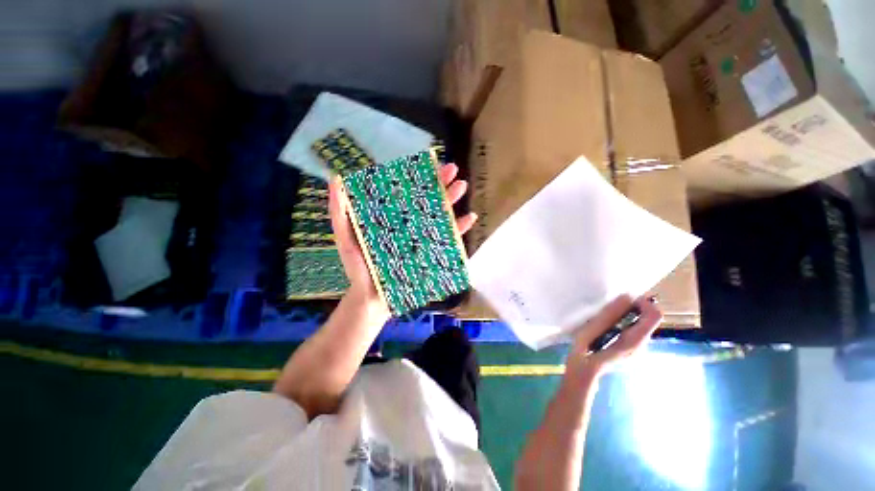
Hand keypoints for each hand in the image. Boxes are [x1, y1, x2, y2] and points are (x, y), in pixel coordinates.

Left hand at [328, 163, 477, 311]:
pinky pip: (448, 241)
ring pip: (440, 216)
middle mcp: (409, 224)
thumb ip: (340, 212)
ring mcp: (422, 239)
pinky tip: (469, 218)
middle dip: (440, 184)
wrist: (372, 297)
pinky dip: (459, 229)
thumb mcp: (346, 238)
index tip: (430, 163)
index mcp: (392, 217)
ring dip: (452, 201)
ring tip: (461, 187)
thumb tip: (336, 179)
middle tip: (453, 170)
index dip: (418, 177)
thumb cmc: (358, 267)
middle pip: (427, 201)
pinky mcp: (431, 254)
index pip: (407, 192)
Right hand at [564, 295, 662, 382]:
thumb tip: (626, 297)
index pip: (654, 315)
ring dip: (627, 316)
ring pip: (641, 325)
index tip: (625, 299)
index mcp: (635, 340)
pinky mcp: (632, 352)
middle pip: (648, 320)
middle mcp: (643, 345)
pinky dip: (624, 324)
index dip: (644, 302)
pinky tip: (608, 329)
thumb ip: (611, 313)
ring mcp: (638, 350)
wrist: (583, 373)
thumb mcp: (593, 328)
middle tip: (612, 306)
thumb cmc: (586, 351)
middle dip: (634, 309)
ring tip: (607, 317)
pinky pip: (634, 332)